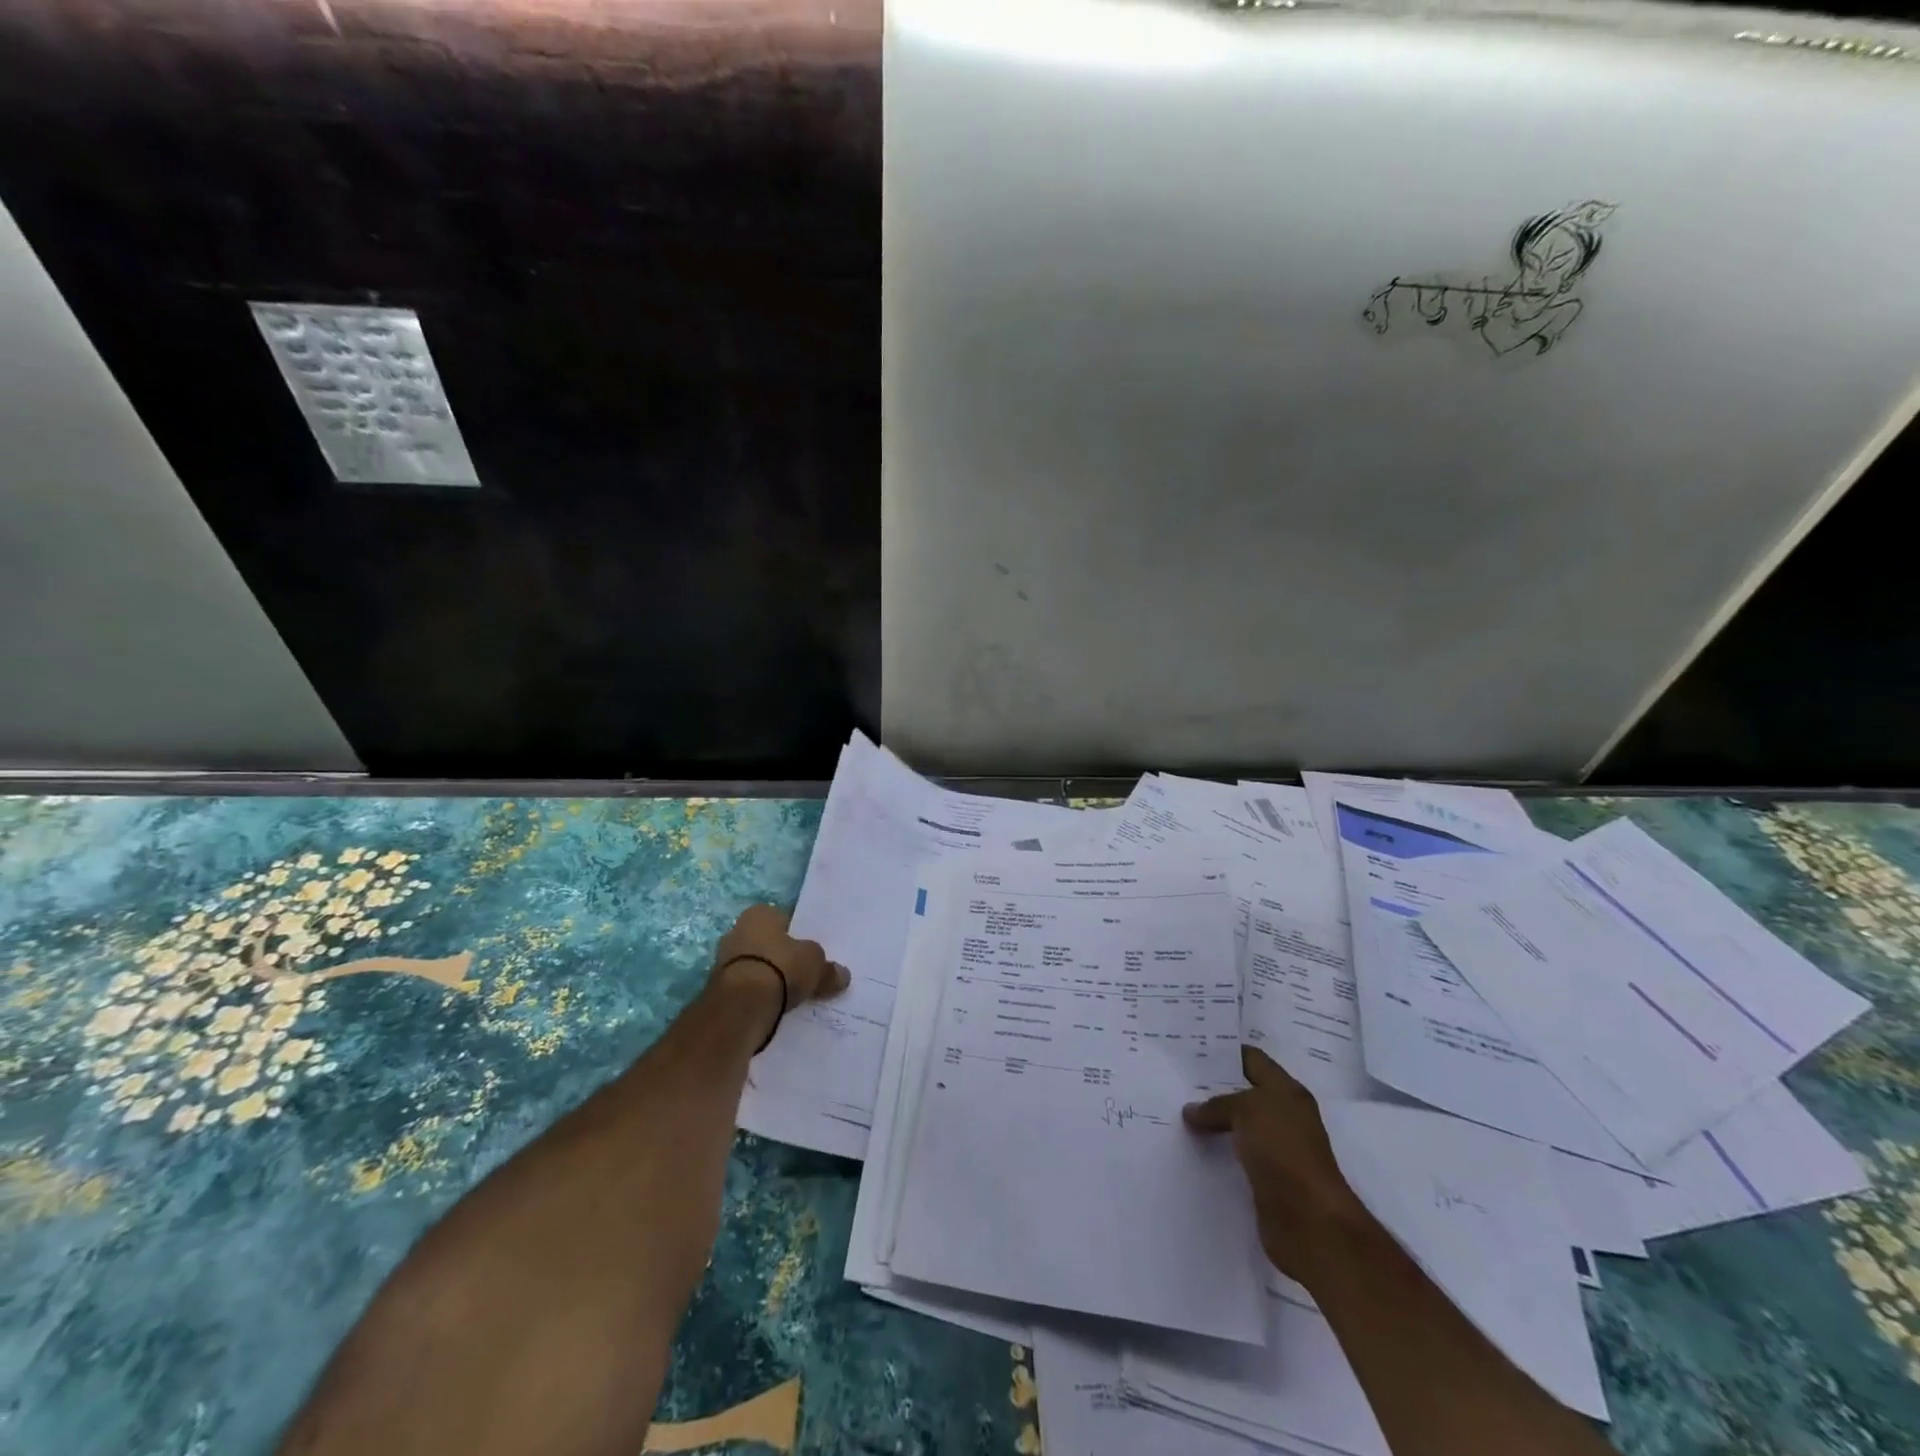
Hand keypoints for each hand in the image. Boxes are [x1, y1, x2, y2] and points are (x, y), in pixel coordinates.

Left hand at [710, 904, 849, 1011]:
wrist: (742, 1005)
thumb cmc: (781, 967)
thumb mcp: (815, 964)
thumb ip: (828, 968)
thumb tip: (842, 975)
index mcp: (759, 914)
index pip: (781, 919)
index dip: (796, 934)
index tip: (808, 952)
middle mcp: (736, 930)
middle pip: (765, 942)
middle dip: (779, 956)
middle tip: (801, 973)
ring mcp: (723, 960)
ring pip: (754, 966)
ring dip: (767, 978)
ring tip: (789, 995)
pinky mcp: (717, 989)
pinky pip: (745, 988)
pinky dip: (757, 997)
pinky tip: (773, 1008)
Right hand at [1183, 1046, 1370, 1281]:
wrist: (1309, 1222)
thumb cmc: (1283, 1151)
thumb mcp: (1247, 1111)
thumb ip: (1216, 1105)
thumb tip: (1190, 1111)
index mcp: (1287, 1092)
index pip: (1253, 1059)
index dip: (1225, 1052)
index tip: (1190, 1049)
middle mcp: (1284, 1116)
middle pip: (1243, 1092)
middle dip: (1213, 1087)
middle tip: (1175, 1079)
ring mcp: (1276, 1150)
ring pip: (1237, 1126)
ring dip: (1212, 1121)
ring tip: (1175, 1112)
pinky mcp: (1266, 1179)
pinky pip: (1235, 1155)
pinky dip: (1216, 1150)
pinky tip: (1190, 1146)